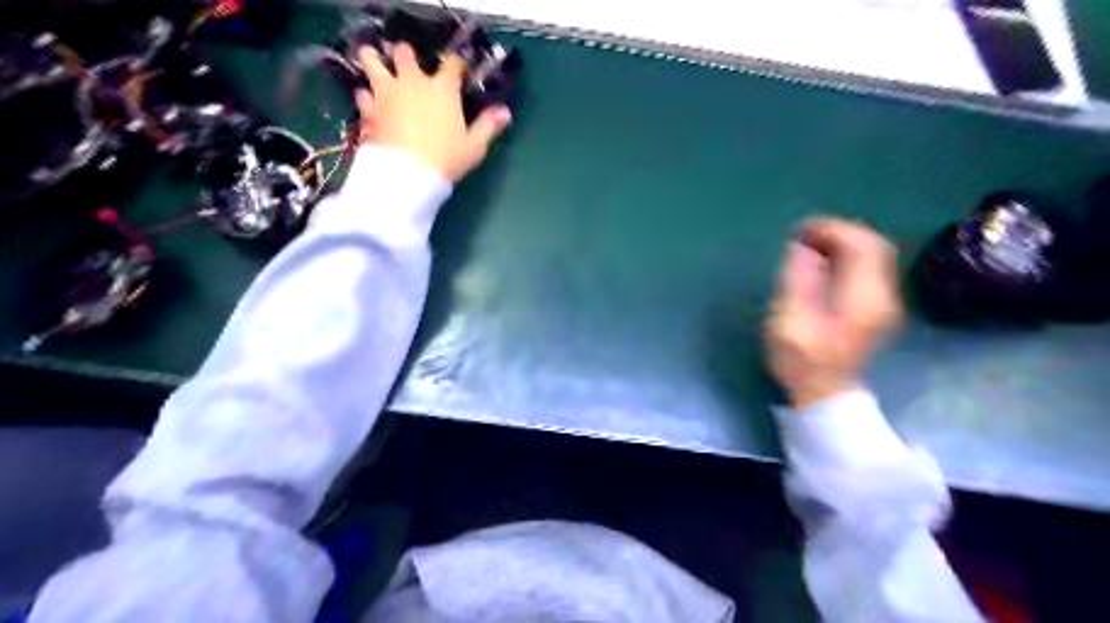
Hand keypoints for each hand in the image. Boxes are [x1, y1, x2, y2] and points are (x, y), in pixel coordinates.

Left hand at [356, 40, 510, 178]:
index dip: (456, 64)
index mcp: (443, 88)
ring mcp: (387, 92)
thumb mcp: (474, 146)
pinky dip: (366, 96)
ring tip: (375, 62)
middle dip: (406, 55)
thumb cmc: (446, 159)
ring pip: (372, 61)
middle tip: (408, 63)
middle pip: (405, 53)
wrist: (408, 174)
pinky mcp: (368, 108)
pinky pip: (362, 94)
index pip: (452, 64)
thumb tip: (505, 112)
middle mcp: (413, 82)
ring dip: (374, 60)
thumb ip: (488, 125)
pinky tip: (369, 102)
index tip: (458, 70)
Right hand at [770, 219, 904, 407]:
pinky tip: (822, 265)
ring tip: (809, 247)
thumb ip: (797, 279)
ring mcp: (882, 303)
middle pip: (873, 246)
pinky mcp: (874, 309)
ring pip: (872, 257)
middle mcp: (883, 294)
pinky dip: (846, 259)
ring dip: (842, 244)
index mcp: (864, 296)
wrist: (824, 395)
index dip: (832, 230)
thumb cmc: (801, 360)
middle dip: (838, 233)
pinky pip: (867, 270)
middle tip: (803, 235)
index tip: (800, 231)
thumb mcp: (790, 319)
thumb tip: (801, 248)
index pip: (861, 245)